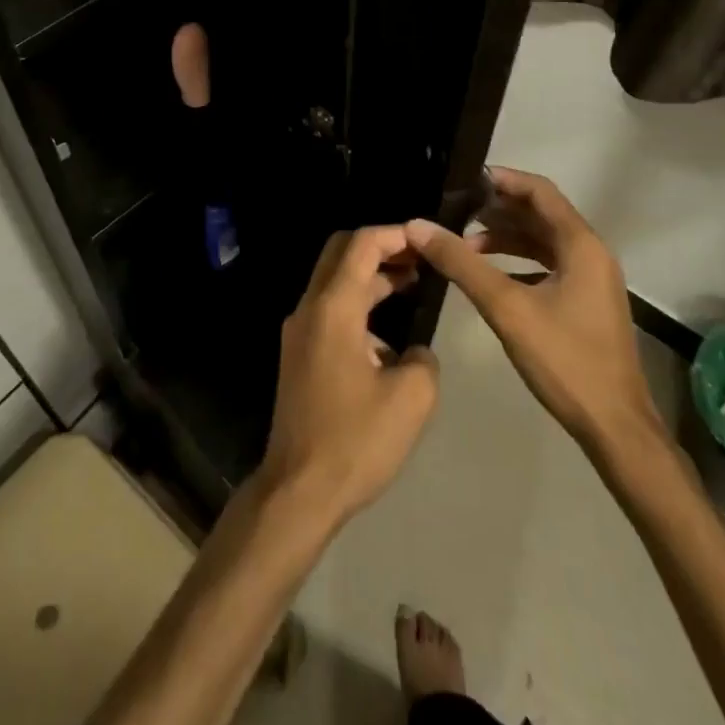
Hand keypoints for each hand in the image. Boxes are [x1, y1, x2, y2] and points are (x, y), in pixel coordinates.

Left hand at [259, 227, 439, 527]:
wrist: (298, 490)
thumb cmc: (355, 441)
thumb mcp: (411, 399)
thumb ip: (422, 358)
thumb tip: (413, 352)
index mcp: (333, 308)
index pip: (360, 245)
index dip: (395, 234)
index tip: (426, 238)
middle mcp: (309, 309)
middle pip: (340, 253)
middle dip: (380, 248)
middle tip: (418, 257)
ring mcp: (299, 332)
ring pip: (335, 284)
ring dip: (371, 279)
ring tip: (413, 286)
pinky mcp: (299, 355)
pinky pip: (330, 312)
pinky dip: (359, 307)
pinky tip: (388, 339)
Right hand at [407, 167, 663, 456]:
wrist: (615, 427)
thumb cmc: (565, 360)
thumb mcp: (506, 307)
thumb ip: (461, 264)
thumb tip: (417, 226)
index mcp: (581, 244)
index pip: (540, 191)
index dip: (503, 179)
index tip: (464, 180)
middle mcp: (591, 253)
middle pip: (540, 214)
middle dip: (498, 209)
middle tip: (454, 210)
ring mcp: (591, 279)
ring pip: (543, 242)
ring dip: (506, 237)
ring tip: (464, 242)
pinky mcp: (586, 302)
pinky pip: (548, 265)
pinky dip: (518, 261)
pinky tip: (489, 275)